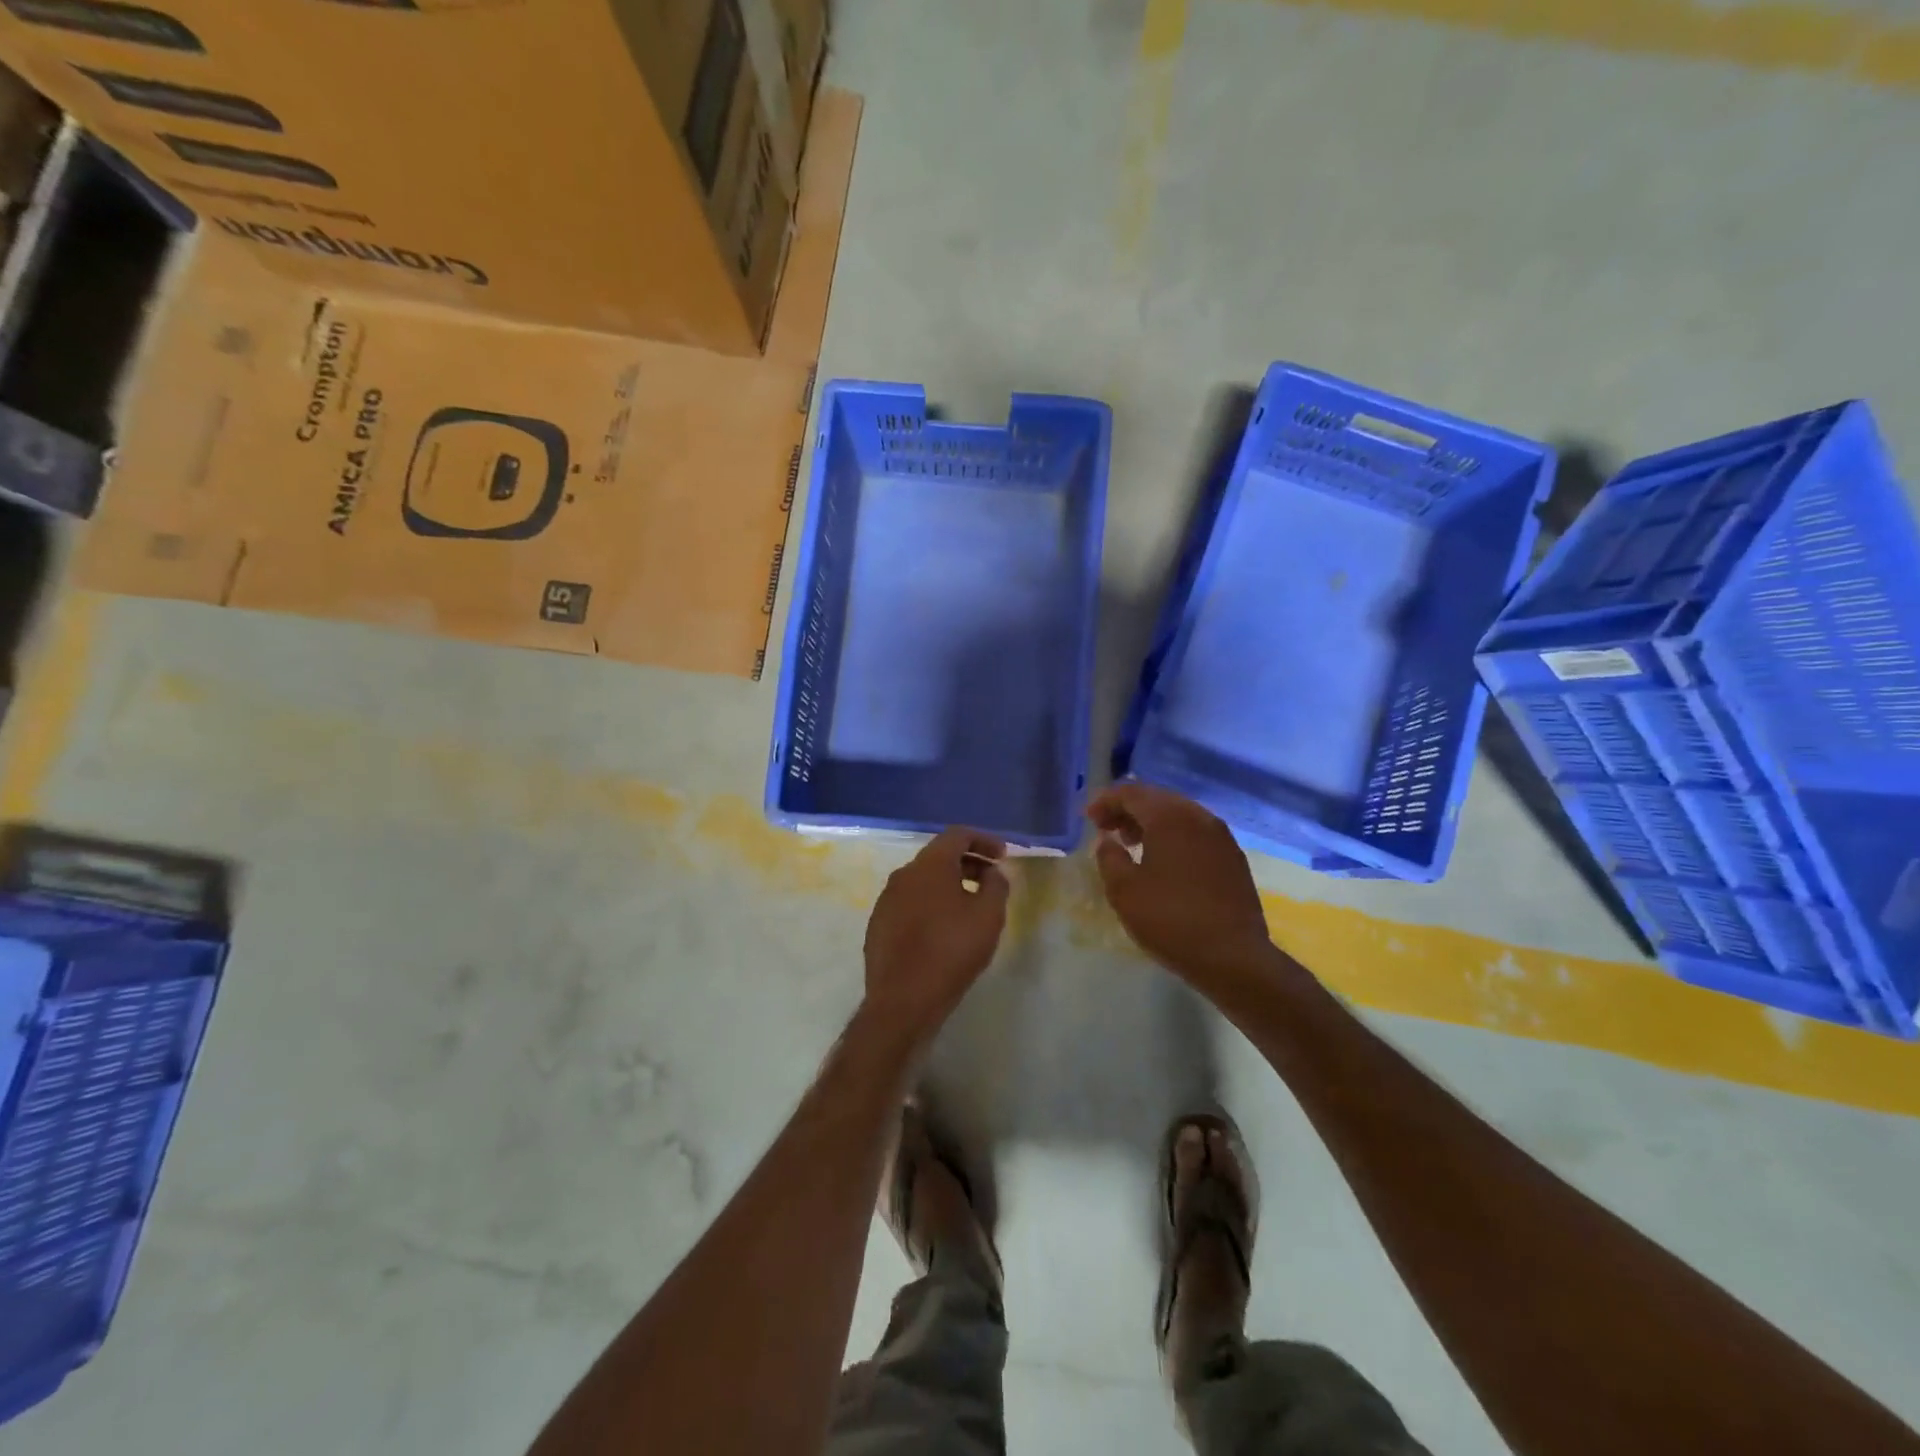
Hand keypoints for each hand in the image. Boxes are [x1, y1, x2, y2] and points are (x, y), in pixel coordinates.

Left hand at [862, 828, 1009, 1053]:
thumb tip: (992, 873)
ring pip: (922, 882)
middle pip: (939, 857)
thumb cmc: (951, 951)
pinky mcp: (878, 925)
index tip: (1003, 855)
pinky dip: (930, 905)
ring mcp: (886, 900)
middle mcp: (903, 875)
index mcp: (929, 866)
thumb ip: (996, 886)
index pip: (957, 835)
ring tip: (970, 906)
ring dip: (949, 885)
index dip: (983, 840)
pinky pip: (909, 904)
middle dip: (968, 863)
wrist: (902, 1001)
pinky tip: (943, 930)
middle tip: (991, 880)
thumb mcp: (989, 916)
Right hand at [1088, 784, 1272, 982]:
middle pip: (1157, 798)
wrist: (1233, 956)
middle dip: (1128, 809)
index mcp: (1169, 817)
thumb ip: (1108, 857)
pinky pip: (1196, 833)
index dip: (1105, 802)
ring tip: (1132, 845)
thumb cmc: (1170, 919)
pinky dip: (1173, 837)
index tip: (1089, 820)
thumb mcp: (1123, 890)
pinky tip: (1163, 862)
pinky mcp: (1233, 858)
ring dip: (1151, 823)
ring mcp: (1221, 836)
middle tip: (1107, 829)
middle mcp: (1198, 817)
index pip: (1131, 793)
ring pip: (1179, 815)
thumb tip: (1108, 841)